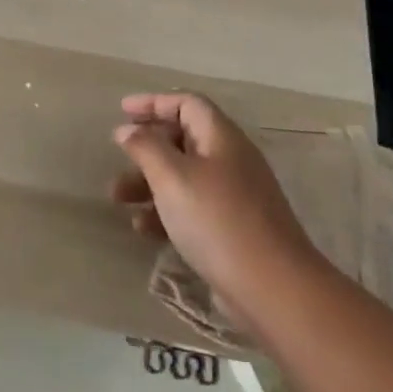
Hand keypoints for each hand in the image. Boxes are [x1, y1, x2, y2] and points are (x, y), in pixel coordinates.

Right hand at [110, 92, 318, 314]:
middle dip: (146, 148)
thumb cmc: (217, 220)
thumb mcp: (172, 177)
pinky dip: (166, 211)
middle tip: (118, 158)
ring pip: (184, 176)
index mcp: (221, 138)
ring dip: (149, 182)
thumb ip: (145, 147)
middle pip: (183, 139)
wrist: (273, 289)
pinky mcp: (233, 229)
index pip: (187, 104)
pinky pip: (192, 207)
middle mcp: (231, 160)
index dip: (153, 102)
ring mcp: (235, 196)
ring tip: (119, 200)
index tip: (122, 111)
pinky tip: (144, 230)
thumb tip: (127, 129)